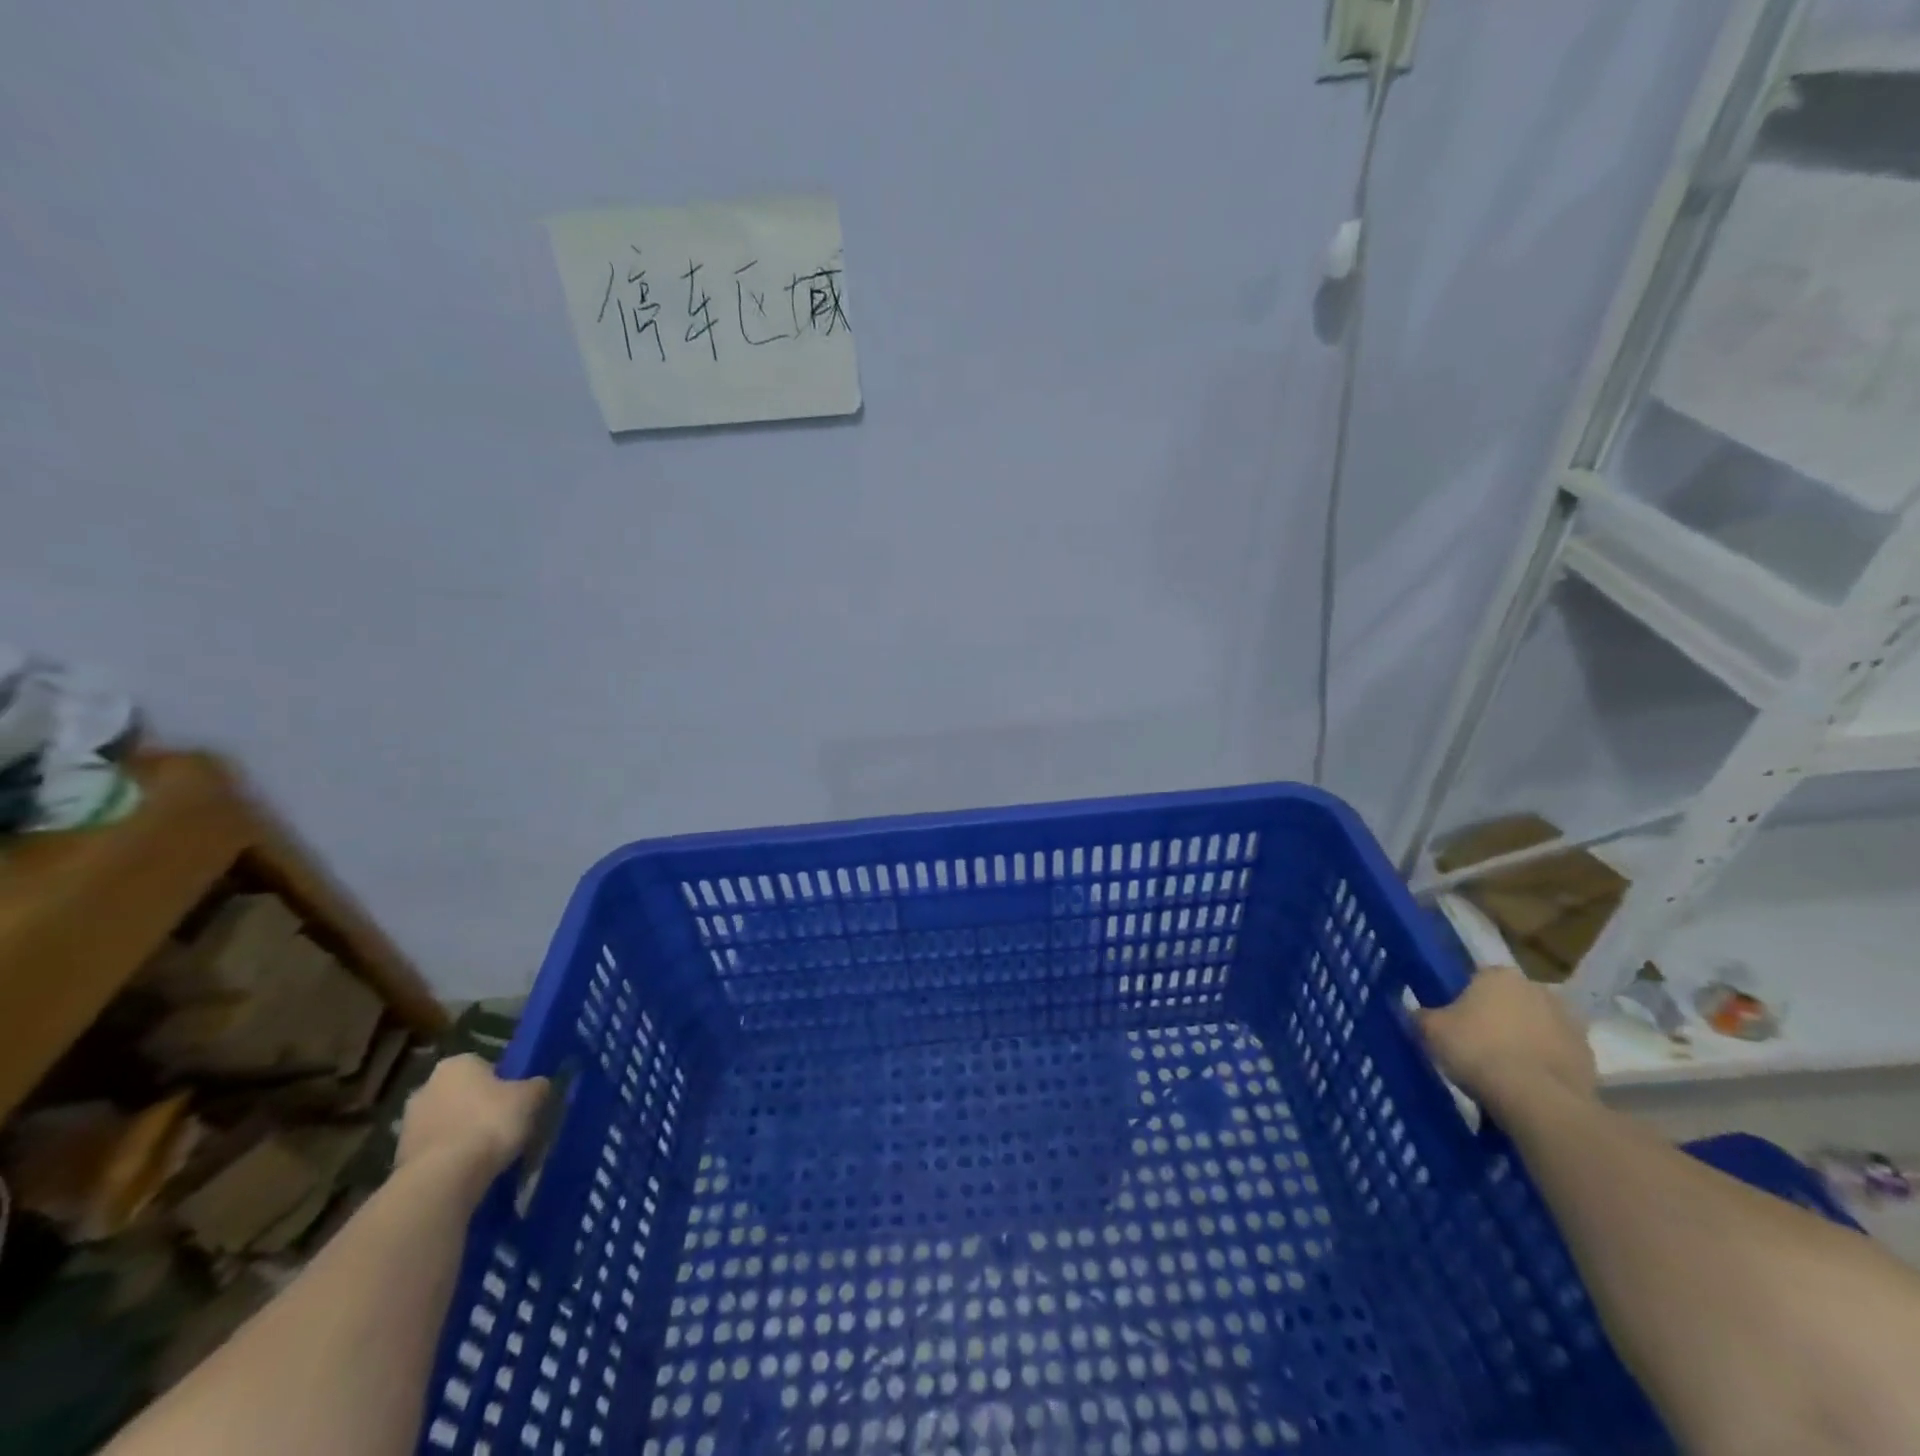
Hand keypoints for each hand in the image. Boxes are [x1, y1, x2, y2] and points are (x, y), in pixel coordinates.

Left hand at [395, 1054, 548, 1184]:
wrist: (443, 1178)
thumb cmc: (490, 1123)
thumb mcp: (530, 1098)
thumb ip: (536, 1087)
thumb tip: (538, 1086)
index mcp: (457, 1064)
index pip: (484, 1066)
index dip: (502, 1083)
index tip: (515, 1102)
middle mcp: (426, 1086)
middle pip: (462, 1094)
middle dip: (478, 1107)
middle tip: (503, 1125)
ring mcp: (407, 1124)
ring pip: (446, 1123)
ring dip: (462, 1133)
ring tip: (487, 1153)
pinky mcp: (399, 1158)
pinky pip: (435, 1151)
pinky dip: (449, 1157)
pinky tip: (468, 1170)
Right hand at [1416, 965, 1596, 1106]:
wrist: (1538, 1099)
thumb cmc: (1477, 1050)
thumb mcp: (1430, 1030)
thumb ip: (1420, 1015)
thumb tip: (1414, 1012)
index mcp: (1499, 975)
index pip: (1477, 978)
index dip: (1464, 999)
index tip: (1454, 1021)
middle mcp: (1538, 989)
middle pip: (1511, 1001)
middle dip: (1497, 1017)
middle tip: (1477, 1044)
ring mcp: (1570, 1023)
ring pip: (1537, 1027)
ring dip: (1524, 1040)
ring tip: (1503, 1069)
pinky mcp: (1590, 1057)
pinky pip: (1556, 1055)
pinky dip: (1543, 1065)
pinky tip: (1526, 1085)